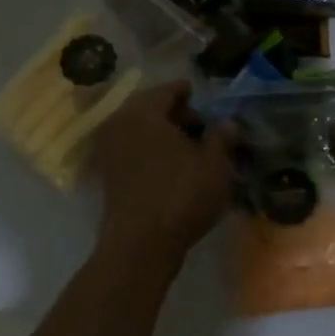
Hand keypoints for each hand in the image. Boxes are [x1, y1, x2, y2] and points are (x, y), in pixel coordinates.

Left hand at [88, 81, 235, 266]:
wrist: (140, 246)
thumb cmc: (181, 195)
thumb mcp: (215, 165)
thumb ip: (222, 138)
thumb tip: (227, 122)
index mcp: (145, 112)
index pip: (168, 90)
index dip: (188, 92)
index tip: (202, 98)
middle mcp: (121, 125)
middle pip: (150, 109)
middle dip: (175, 114)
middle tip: (200, 125)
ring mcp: (109, 152)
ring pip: (139, 131)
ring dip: (162, 135)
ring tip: (188, 149)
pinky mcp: (107, 177)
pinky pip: (132, 152)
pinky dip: (150, 153)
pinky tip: (171, 168)